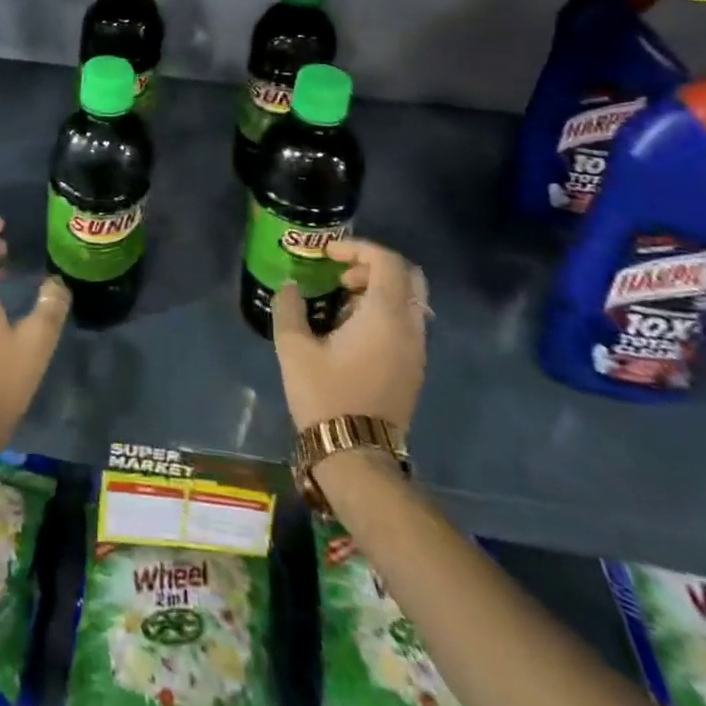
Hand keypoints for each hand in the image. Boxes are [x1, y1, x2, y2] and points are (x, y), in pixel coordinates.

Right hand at [271, 238, 427, 432]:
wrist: (357, 457)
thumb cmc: (325, 396)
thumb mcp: (294, 348)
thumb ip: (289, 308)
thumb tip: (290, 287)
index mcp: (385, 316)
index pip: (388, 262)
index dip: (359, 248)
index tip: (328, 254)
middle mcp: (410, 328)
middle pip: (410, 277)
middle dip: (375, 265)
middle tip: (342, 273)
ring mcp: (416, 351)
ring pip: (410, 301)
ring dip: (379, 289)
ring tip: (342, 300)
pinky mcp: (413, 369)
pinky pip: (407, 323)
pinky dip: (385, 311)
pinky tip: (352, 328)